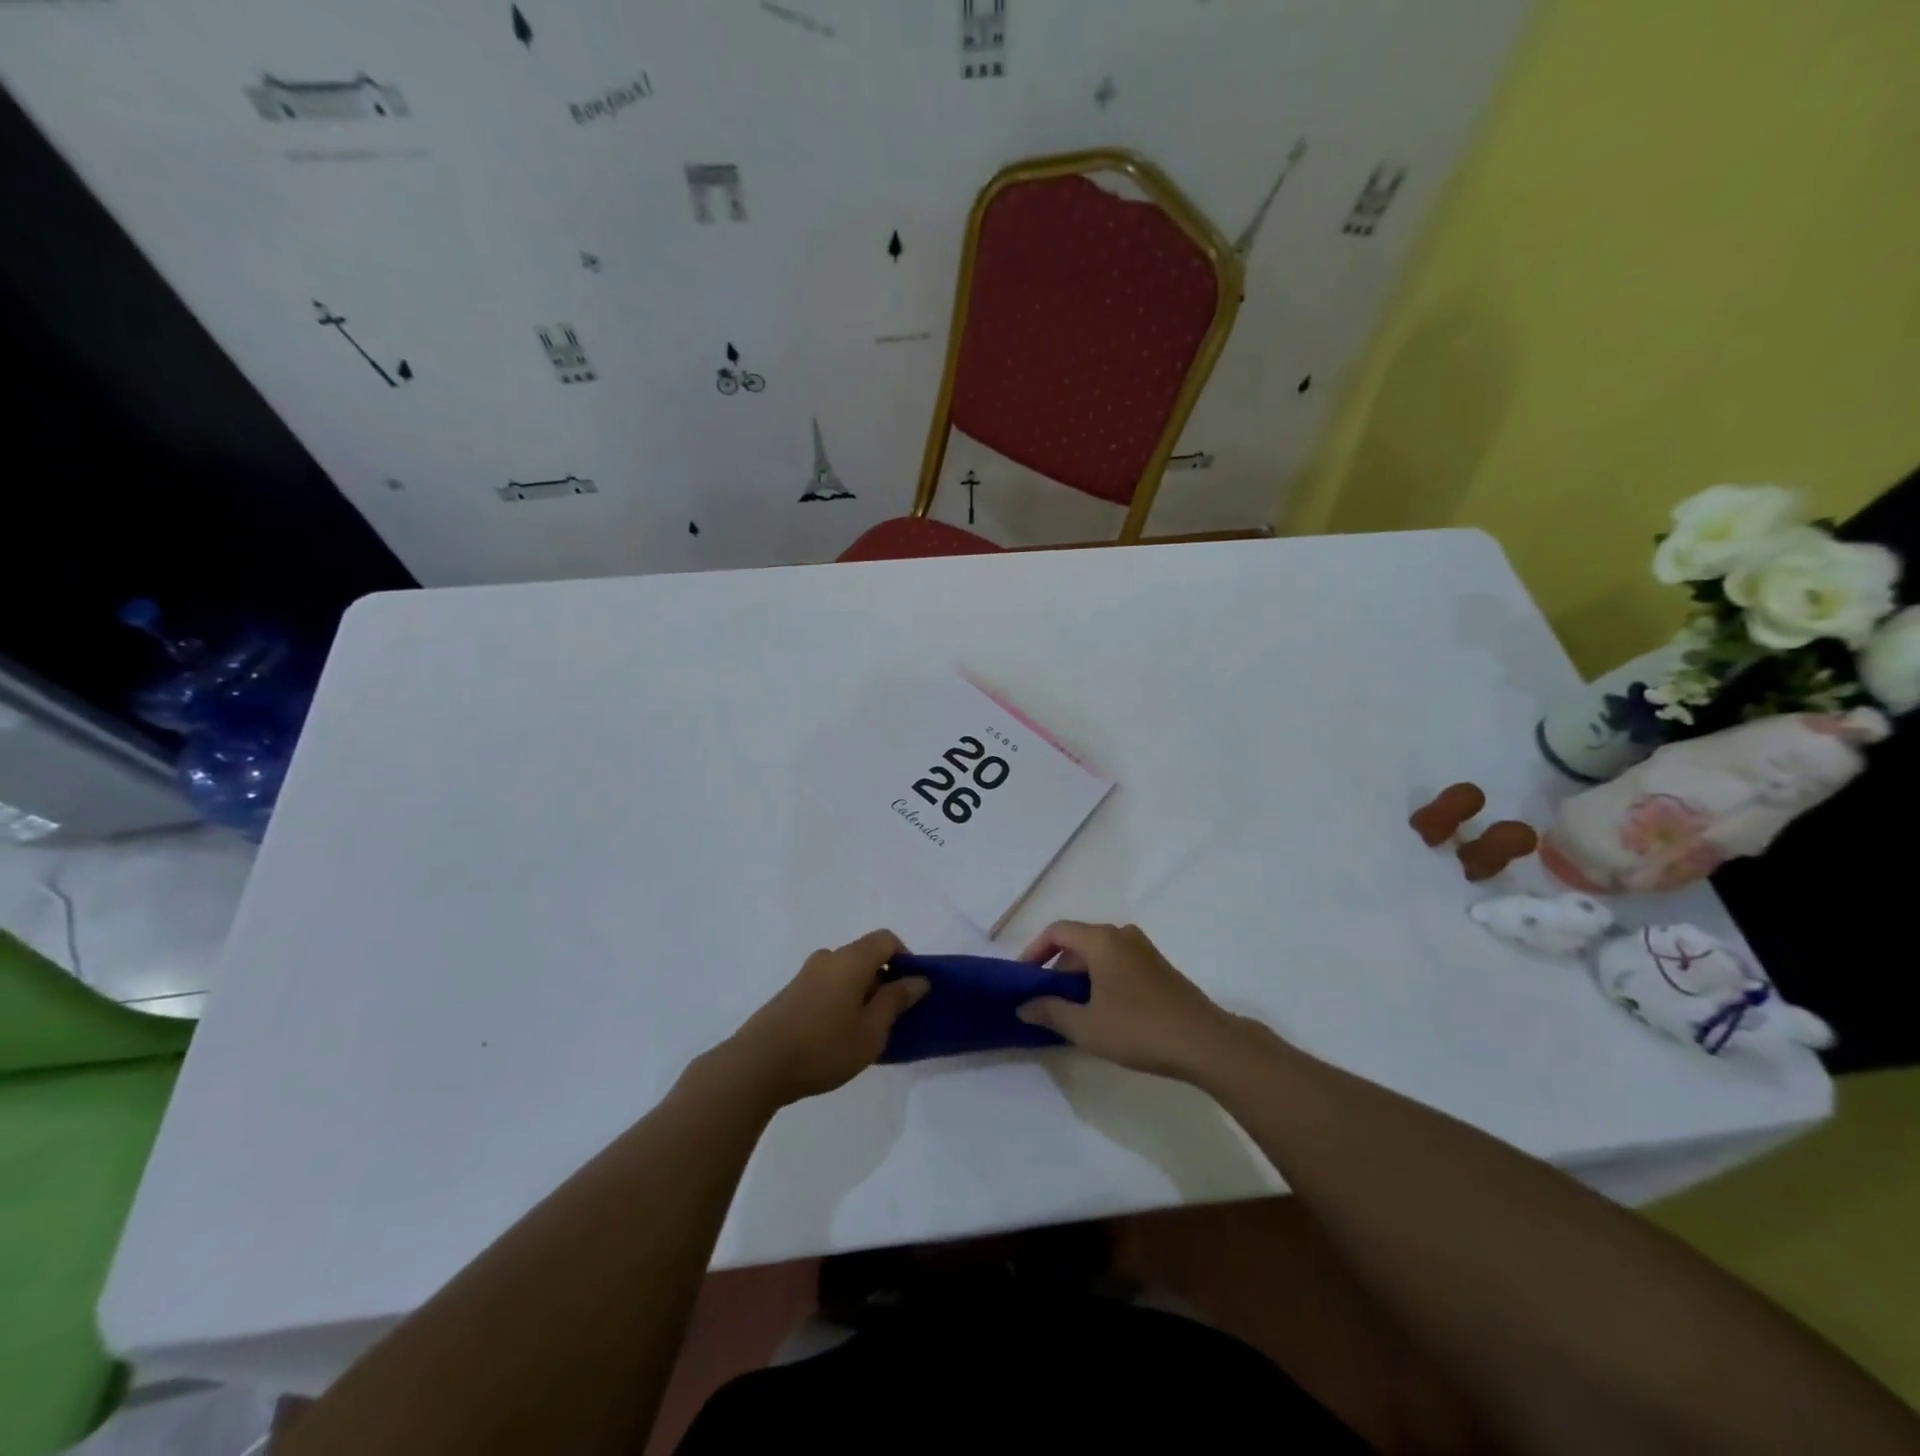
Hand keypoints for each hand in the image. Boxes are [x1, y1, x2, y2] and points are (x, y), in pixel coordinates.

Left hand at [718, 930, 928, 1107]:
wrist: (757, 1066)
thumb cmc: (824, 1047)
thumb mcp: (871, 1031)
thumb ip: (896, 1001)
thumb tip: (918, 979)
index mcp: (851, 959)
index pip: (886, 939)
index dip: (905, 958)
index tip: (910, 990)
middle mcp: (828, 958)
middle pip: (865, 955)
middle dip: (883, 979)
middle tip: (889, 1017)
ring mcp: (805, 974)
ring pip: (845, 972)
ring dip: (860, 992)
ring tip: (862, 1031)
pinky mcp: (790, 993)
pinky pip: (827, 985)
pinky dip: (840, 1000)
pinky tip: (835, 1036)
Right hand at [1015, 921, 1242, 1079]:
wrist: (1205, 1042)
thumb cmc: (1140, 1029)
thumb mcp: (1086, 1026)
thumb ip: (1050, 1012)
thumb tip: (1023, 1006)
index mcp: (1102, 940)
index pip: (1057, 931)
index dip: (1034, 951)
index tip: (1023, 978)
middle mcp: (1122, 935)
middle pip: (1078, 942)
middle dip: (1057, 968)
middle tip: (1046, 1001)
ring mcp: (1144, 949)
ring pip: (1099, 954)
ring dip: (1079, 976)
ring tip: (1072, 1011)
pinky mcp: (1158, 967)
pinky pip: (1117, 963)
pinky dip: (1101, 979)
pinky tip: (1102, 1011)